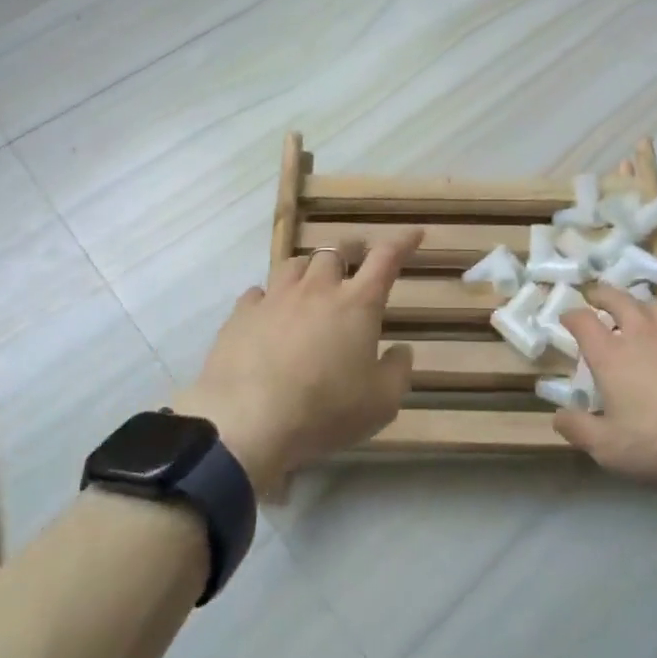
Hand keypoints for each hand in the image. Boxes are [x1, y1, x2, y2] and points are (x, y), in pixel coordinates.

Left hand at [174, 233, 421, 489]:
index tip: (414, 234)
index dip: (402, 242)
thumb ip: (398, 371)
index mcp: (357, 304)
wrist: (248, 424)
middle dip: (349, 253)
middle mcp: (317, 289)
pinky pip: (258, 292)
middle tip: (353, 265)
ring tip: (310, 285)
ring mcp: (275, 298)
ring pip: (294, 264)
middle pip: (334, 253)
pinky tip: (269, 313)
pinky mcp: (241, 314)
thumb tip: (401, 349)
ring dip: (308, 270)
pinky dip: (269, 297)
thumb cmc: (325, 412)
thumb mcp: (381, 403)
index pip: (386, 258)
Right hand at [556, 289, 656, 494]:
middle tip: (595, 294)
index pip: (583, 321)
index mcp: (610, 354)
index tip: (566, 316)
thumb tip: (557, 417)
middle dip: (603, 294)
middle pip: (618, 299)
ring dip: (637, 302)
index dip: (571, 316)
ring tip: (634, 306)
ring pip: (651, 306)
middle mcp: (639, 335)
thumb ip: (579, 430)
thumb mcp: (610, 446)